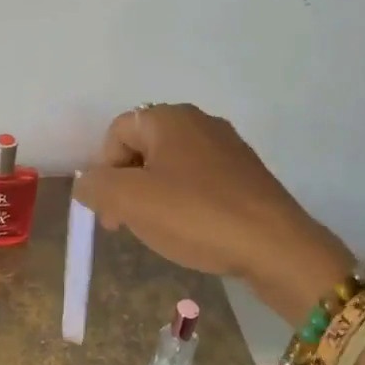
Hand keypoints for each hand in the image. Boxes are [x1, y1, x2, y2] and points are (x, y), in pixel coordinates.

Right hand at [75, 103, 354, 325]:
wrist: (277, 247)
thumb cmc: (196, 216)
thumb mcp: (130, 201)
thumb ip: (96, 186)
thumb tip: (88, 183)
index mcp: (169, 117)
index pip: (117, 132)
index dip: (104, 171)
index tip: (110, 214)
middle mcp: (199, 121)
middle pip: (144, 147)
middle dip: (128, 185)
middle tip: (128, 225)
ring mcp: (228, 147)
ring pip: (172, 166)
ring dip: (156, 196)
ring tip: (162, 231)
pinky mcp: (247, 174)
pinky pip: (201, 181)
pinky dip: (187, 202)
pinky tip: (194, 230)